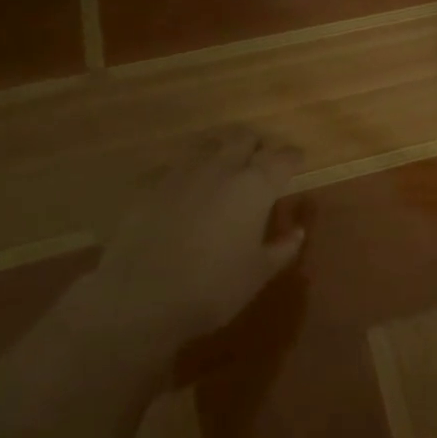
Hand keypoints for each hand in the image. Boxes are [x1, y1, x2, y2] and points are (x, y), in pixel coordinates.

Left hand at [78, 129, 306, 347]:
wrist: (139, 300)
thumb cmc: (212, 288)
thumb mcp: (258, 274)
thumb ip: (283, 248)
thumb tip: (298, 231)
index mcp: (255, 186)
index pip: (283, 157)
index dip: (292, 158)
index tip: (295, 164)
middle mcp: (221, 168)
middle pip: (244, 137)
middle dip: (255, 147)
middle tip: (259, 165)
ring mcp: (181, 172)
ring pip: (207, 145)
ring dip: (220, 153)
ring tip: (221, 173)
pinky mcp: (148, 185)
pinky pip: (173, 167)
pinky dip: (184, 174)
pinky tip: (181, 193)